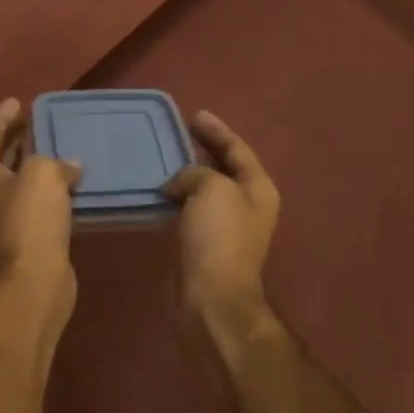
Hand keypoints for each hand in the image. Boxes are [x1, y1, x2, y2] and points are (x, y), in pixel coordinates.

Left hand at [0, 97, 82, 302]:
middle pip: (1, 156)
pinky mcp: (26, 235)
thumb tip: (70, 166)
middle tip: (39, 119)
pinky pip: (38, 201)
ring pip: (21, 180)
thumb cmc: (30, 215)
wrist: (34, 277)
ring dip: (38, 163)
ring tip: (59, 144)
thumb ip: (55, 160)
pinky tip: (72, 180)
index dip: (2, 116)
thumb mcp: (42, 172)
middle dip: (19, 138)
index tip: (17, 101)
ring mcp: (4, 216)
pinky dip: (51, 188)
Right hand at [162, 111, 280, 324]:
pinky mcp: (201, 245)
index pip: (237, 149)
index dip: (217, 130)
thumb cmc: (218, 237)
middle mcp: (245, 205)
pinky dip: (174, 197)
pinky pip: (187, 210)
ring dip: (184, 173)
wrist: (210, 298)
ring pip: (203, 189)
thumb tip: (177, 184)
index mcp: (257, 188)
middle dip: (201, 148)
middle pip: (222, 167)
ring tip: (160, 156)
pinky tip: (156, 190)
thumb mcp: (212, 188)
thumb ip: (195, 172)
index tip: (194, 114)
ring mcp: (224, 227)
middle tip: (176, 131)